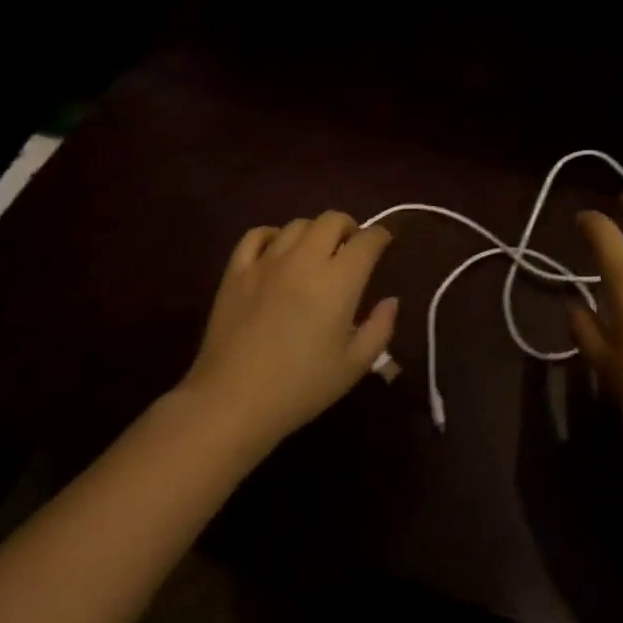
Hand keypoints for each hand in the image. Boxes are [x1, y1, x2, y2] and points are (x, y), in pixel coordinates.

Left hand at [181, 212, 397, 449]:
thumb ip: (380, 328)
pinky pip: (256, 235)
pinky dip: (273, 236)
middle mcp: (304, 260)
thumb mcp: (354, 366)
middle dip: (349, 227)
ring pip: (297, 225)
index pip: (367, 241)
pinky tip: (278, 252)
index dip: (381, 237)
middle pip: (332, 220)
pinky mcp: (236, 272)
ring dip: (314, 233)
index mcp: (338, 281)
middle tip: (352, 248)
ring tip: (316, 252)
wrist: (232, 402)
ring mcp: (266, 262)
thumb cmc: (300, 388)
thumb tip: (390, 301)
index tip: (385, 244)